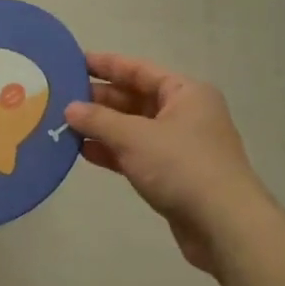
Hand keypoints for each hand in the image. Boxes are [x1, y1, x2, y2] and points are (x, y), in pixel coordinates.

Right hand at [64, 53, 269, 273]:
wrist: (223, 224)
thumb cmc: (181, 167)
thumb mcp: (135, 137)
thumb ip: (99, 121)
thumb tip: (70, 109)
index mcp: (185, 93)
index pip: (140, 69)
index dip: (107, 64)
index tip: (74, 62)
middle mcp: (185, 114)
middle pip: (135, 99)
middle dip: (100, 99)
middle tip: (60, 97)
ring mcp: (180, 146)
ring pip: (134, 129)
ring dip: (102, 127)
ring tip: (64, 124)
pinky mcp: (173, 175)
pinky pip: (136, 154)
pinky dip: (112, 152)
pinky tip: (83, 152)